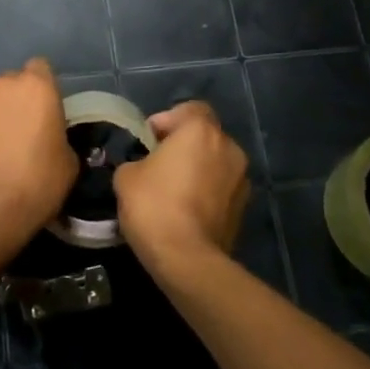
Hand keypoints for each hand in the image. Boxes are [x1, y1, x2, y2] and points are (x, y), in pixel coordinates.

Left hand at [0, 59, 76, 257]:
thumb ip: (58, 136)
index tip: (46, 110)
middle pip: (10, 84)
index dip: (43, 87)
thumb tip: (50, 138)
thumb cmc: (39, 183)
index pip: (40, 67)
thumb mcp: (69, 160)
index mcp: (35, 87)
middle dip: (15, 102)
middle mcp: (0, 86)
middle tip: (22, 133)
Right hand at [113, 101, 248, 278]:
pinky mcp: (243, 207)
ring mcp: (241, 178)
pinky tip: (185, 211)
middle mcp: (228, 147)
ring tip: (172, 191)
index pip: (189, 109)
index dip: (167, 120)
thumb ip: (136, 160)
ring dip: (198, 169)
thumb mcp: (126, 176)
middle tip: (158, 164)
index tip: (148, 140)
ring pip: (215, 162)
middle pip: (204, 136)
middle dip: (183, 145)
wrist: (187, 259)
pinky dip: (206, 192)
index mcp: (201, 131)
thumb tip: (143, 166)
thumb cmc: (154, 206)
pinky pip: (221, 188)